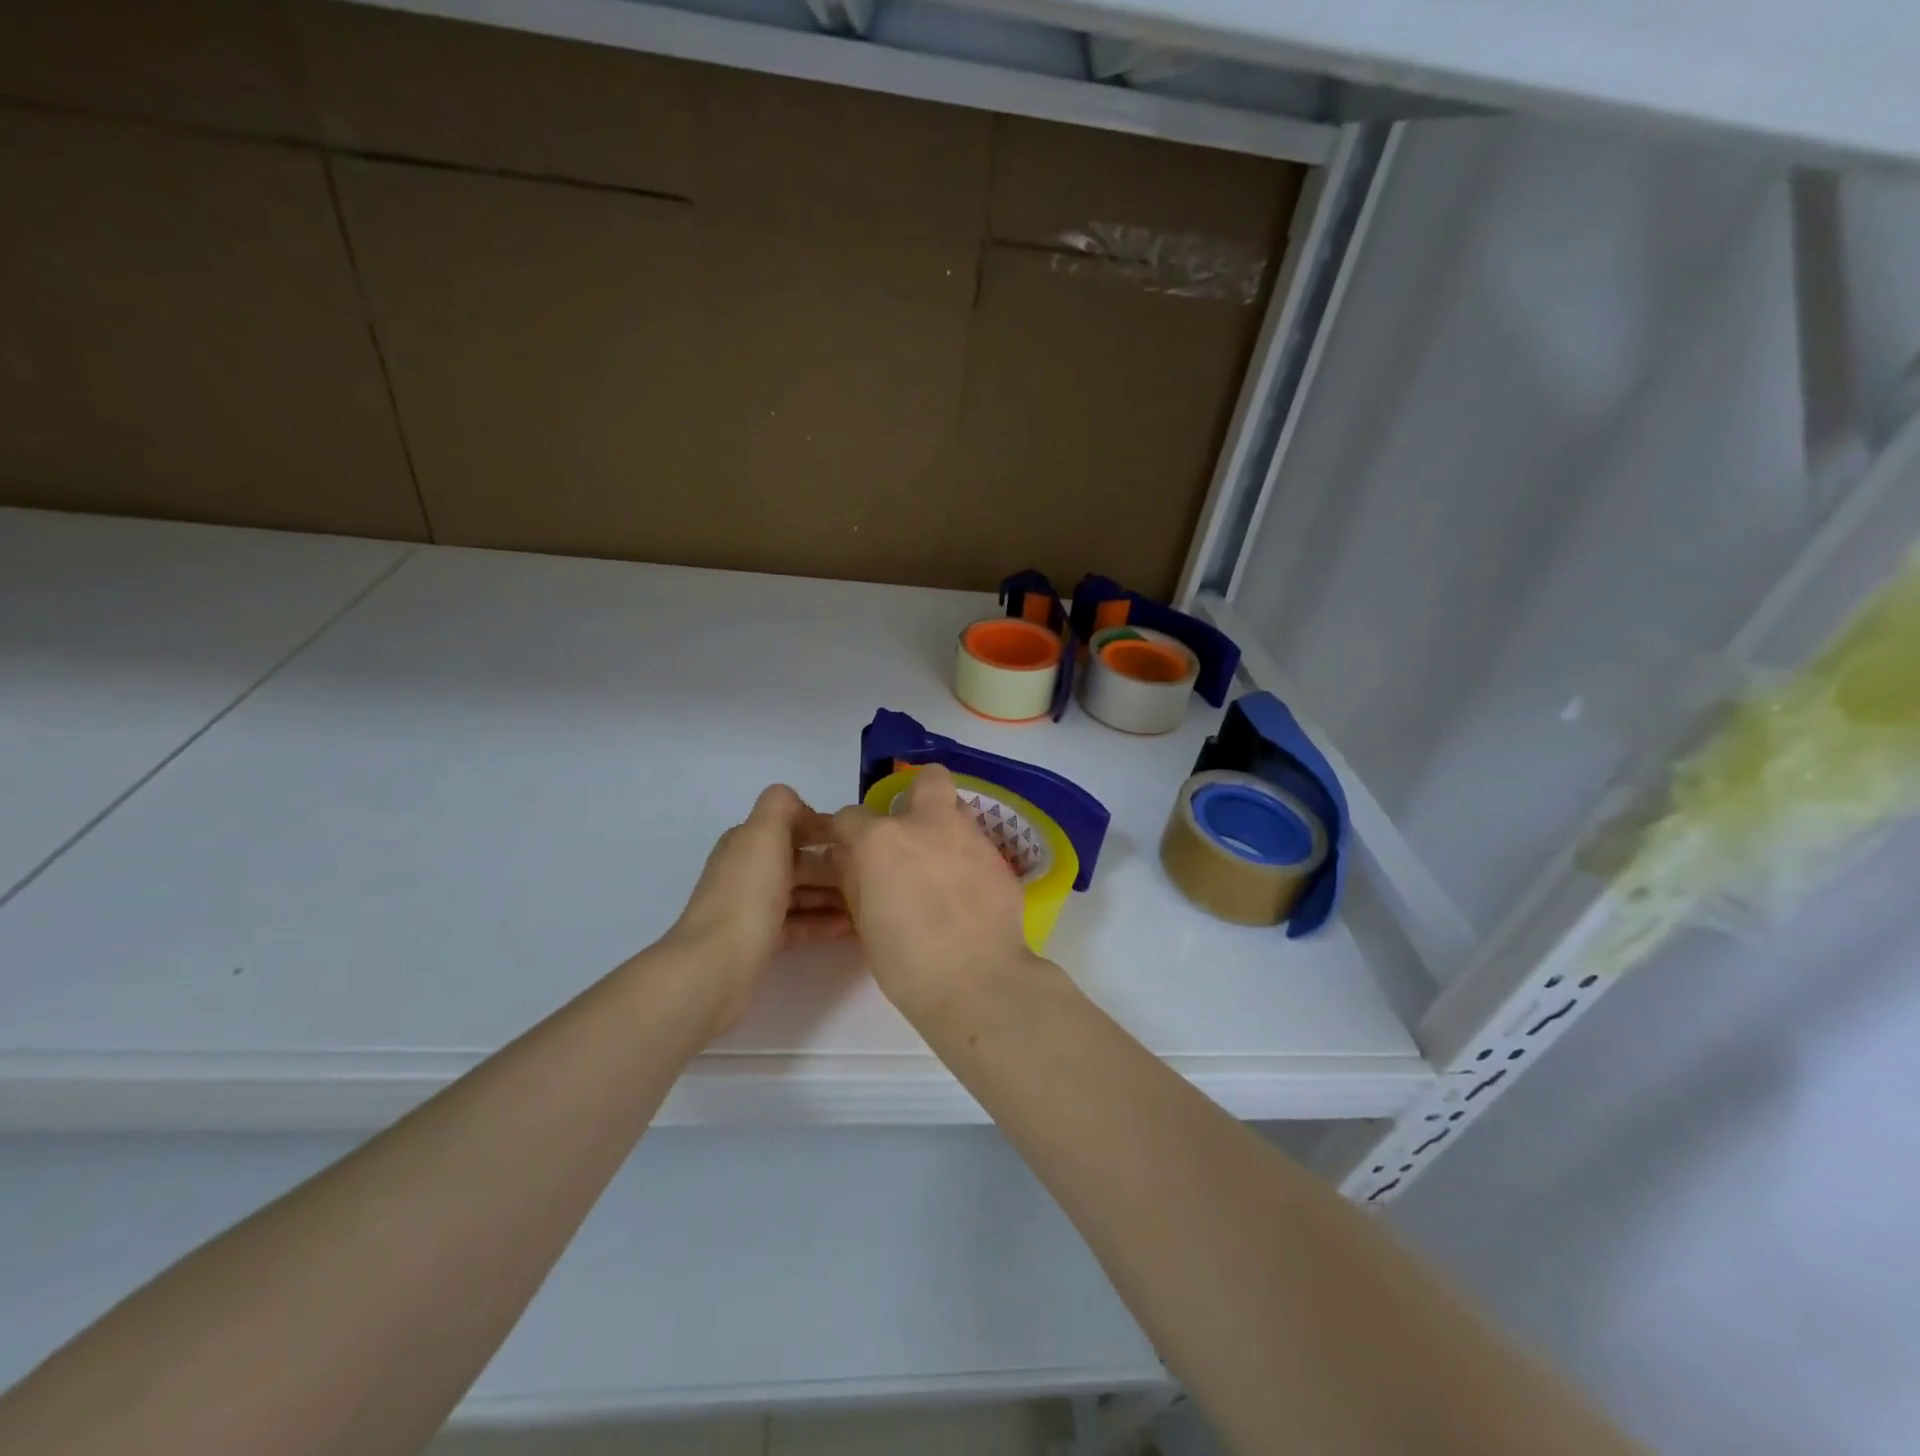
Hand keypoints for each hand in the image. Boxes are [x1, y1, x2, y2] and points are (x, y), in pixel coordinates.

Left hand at [665, 785, 851, 1032]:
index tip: (858, 842)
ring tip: (868, 904)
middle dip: (834, 867)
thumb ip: (782, 805)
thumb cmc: (748, 894)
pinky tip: (850, 929)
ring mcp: (751, 908)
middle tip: (872, 877)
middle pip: (798, 862)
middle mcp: (746, 871)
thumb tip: (803, 809)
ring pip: (800, 895)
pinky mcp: (758, 942)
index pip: (791, 826)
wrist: (716, 965)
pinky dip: (822, 923)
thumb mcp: (764, 833)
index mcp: (746, 842)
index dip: (824, 831)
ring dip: (833, 897)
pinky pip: (797, 925)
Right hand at [829, 764, 1037, 1018]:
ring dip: (945, 828)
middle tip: (911, 832)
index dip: (848, 834)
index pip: (851, 816)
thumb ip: (855, 879)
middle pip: (927, 779)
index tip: (852, 853)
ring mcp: (970, 837)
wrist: (976, 981)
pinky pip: (978, 845)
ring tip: (941, 868)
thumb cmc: (906, 961)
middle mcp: (928, 824)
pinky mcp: (1000, 858)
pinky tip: (967, 893)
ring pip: (958, 811)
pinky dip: (968, 859)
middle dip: (916, 794)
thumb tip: (850, 858)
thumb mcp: (864, 921)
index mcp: (882, 839)